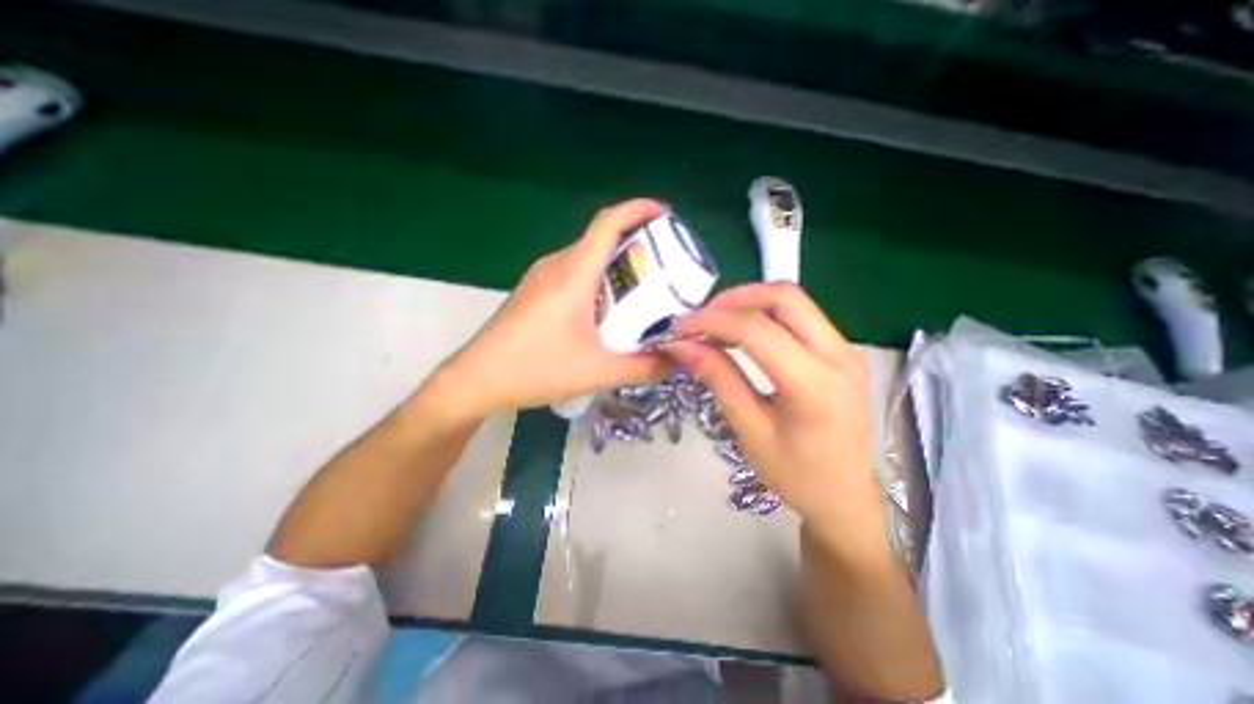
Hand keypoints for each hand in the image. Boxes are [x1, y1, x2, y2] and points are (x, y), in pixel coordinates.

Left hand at [430, 199, 670, 418]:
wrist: (477, 379)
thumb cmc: (535, 369)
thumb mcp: (598, 372)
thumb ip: (643, 368)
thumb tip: (677, 361)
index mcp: (572, 274)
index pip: (607, 223)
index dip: (638, 209)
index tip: (665, 213)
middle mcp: (555, 265)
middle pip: (600, 239)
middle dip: (635, 243)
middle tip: (665, 264)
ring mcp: (541, 277)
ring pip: (586, 257)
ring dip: (616, 264)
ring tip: (642, 288)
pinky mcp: (534, 291)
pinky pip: (573, 273)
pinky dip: (597, 279)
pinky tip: (606, 309)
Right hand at [671, 284, 885, 557]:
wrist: (847, 497)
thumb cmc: (797, 475)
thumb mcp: (749, 430)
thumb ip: (718, 378)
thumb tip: (683, 345)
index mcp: (814, 384)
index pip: (756, 329)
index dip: (712, 321)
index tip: (680, 328)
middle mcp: (838, 355)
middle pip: (783, 296)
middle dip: (734, 298)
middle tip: (701, 318)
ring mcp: (845, 349)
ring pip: (793, 300)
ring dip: (749, 302)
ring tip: (716, 324)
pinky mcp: (842, 351)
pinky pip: (800, 316)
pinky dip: (764, 314)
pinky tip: (742, 333)